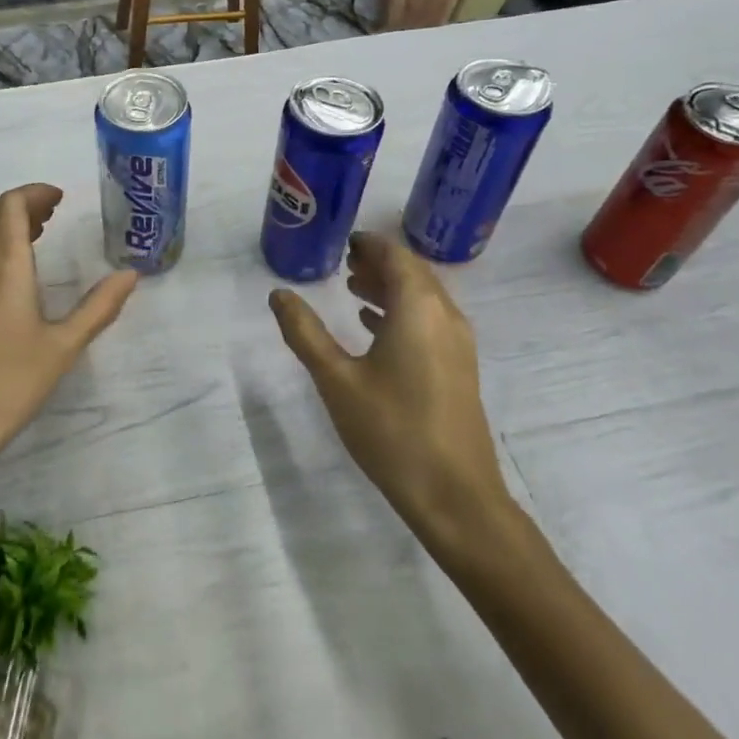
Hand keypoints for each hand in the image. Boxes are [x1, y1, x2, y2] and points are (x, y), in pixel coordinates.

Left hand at [0, 183, 137, 485]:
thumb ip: (99, 308)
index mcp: (4, 268)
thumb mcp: (63, 347)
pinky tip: (19, 280)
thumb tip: (130, 275)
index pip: (10, 206)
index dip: (34, 193)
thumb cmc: (9, 385)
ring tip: (41, 236)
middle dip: (22, 205)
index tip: (61, 199)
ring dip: (8, 227)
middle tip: (54, 213)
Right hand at [268, 232, 514, 556]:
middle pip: (412, 272)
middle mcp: (444, 316)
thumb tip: (279, 295)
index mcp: (418, 308)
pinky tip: (373, 326)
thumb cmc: (391, 430)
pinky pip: (429, 320)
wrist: (455, 497)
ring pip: (423, 297)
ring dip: (390, 286)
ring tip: (353, 287)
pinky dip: (402, 311)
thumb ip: (305, 333)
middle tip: (343, 261)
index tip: (342, 241)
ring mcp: (457, 344)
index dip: (369, 243)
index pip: (395, 256)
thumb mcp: (337, 380)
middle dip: (379, 262)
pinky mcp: (459, 368)